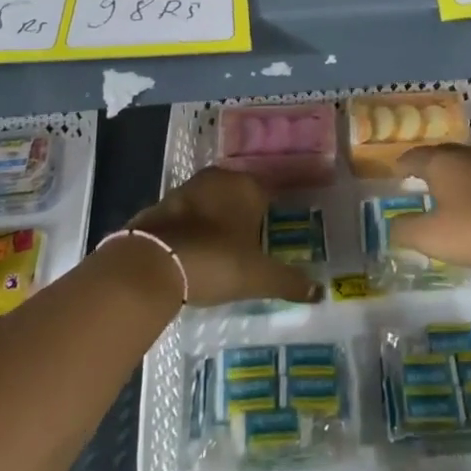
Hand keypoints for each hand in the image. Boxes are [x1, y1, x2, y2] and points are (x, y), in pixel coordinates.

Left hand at [125, 167, 322, 306]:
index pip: (269, 193)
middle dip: (244, 214)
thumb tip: (319, 292)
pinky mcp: (161, 205)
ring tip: (223, 249)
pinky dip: (192, 229)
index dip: (273, 213)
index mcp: (247, 186)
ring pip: (211, 202)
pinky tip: (194, 252)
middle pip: (239, 194)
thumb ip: (289, 282)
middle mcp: (219, 178)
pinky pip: (186, 215)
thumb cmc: (215, 261)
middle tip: (251, 244)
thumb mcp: (258, 277)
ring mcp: (186, 189)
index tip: (275, 234)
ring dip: (216, 220)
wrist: (151, 264)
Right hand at [388, 143, 470, 274]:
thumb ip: (407, 230)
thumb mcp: (433, 236)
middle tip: (420, 176)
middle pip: (443, 155)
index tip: (396, 170)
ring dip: (457, 174)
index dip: (404, 164)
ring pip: (469, 165)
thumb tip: (391, 225)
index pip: (416, 157)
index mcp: (443, 163)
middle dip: (430, 164)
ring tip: (449, 188)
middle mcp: (468, 157)